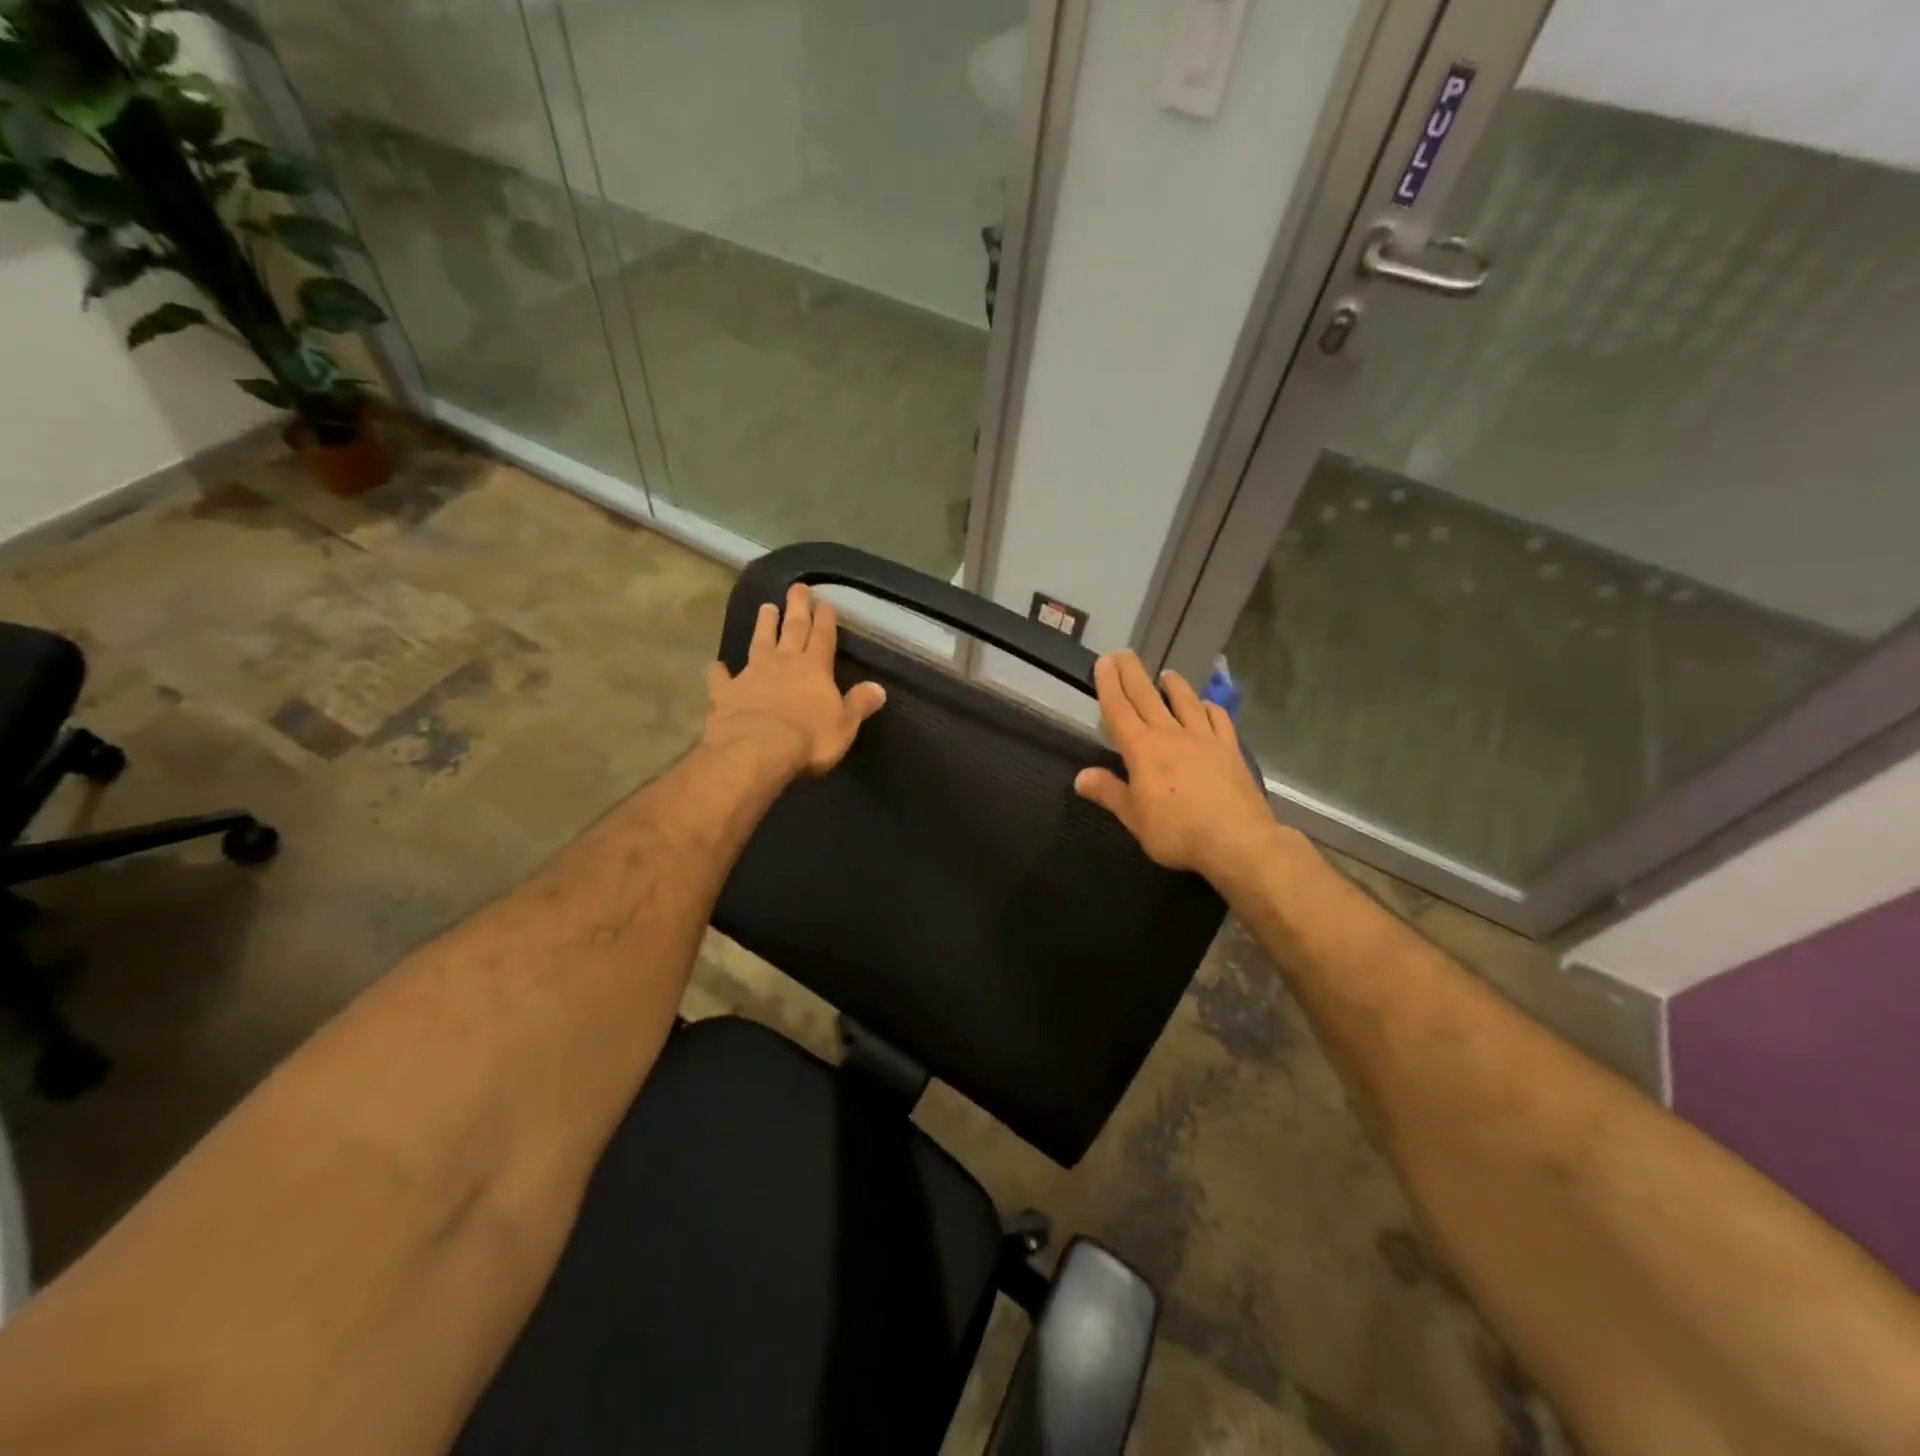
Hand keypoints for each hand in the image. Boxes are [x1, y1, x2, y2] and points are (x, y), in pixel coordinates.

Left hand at [703, 584, 885, 776]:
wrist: (758, 749)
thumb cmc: (810, 738)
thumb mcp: (845, 725)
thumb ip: (859, 704)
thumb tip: (878, 688)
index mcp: (815, 669)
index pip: (823, 637)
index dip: (825, 619)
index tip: (825, 602)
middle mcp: (784, 663)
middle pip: (792, 629)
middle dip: (797, 608)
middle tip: (797, 587)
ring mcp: (753, 674)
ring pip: (759, 643)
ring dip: (763, 625)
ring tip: (766, 607)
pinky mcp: (726, 692)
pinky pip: (721, 678)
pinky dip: (719, 671)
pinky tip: (716, 666)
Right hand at [1074, 651, 1278, 880]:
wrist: (1236, 840)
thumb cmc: (1176, 831)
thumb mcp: (1134, 818)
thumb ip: (1108, 792)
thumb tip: (1080, 776)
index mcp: (1142, 750)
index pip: (1120, 710)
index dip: (1109, 685)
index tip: (1104, 663)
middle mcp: (1171, 735)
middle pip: (1147, 697)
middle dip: (1132, 674)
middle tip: (1123, 653)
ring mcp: (1204, 739)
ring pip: (1185, 702)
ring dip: (1174, 685)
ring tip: (1166, 674)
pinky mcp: (1230, 750)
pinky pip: (1218, 720)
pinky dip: (1210, 708)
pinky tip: (1207, 706)